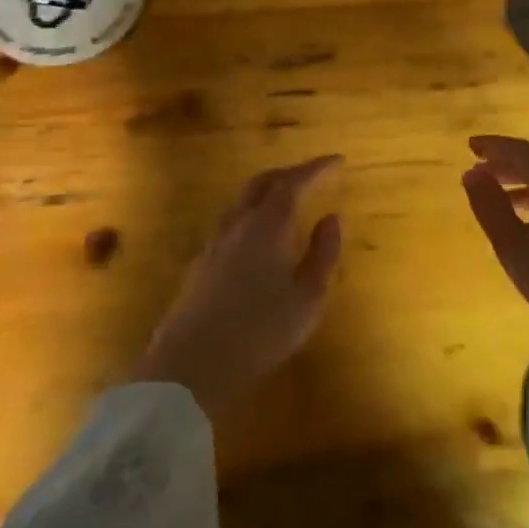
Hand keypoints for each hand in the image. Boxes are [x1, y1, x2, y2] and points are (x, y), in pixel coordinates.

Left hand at [134, 156, 344, 415]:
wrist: (190, 367)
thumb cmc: (259, 332)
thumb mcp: (307, 298)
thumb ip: (323, 254)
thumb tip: (331, 218)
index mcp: (266, 227)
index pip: (293, 183)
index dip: (316, 168)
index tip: (338, 160)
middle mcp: (237, 225)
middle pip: (262, 184)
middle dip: (290, 174)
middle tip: (314, 175)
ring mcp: (213, 244)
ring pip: (242, 202)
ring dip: (268, 193)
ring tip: (289, 202)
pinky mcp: (200, 265)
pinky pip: (231, 223)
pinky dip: (253, 215)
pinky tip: (260, 237)